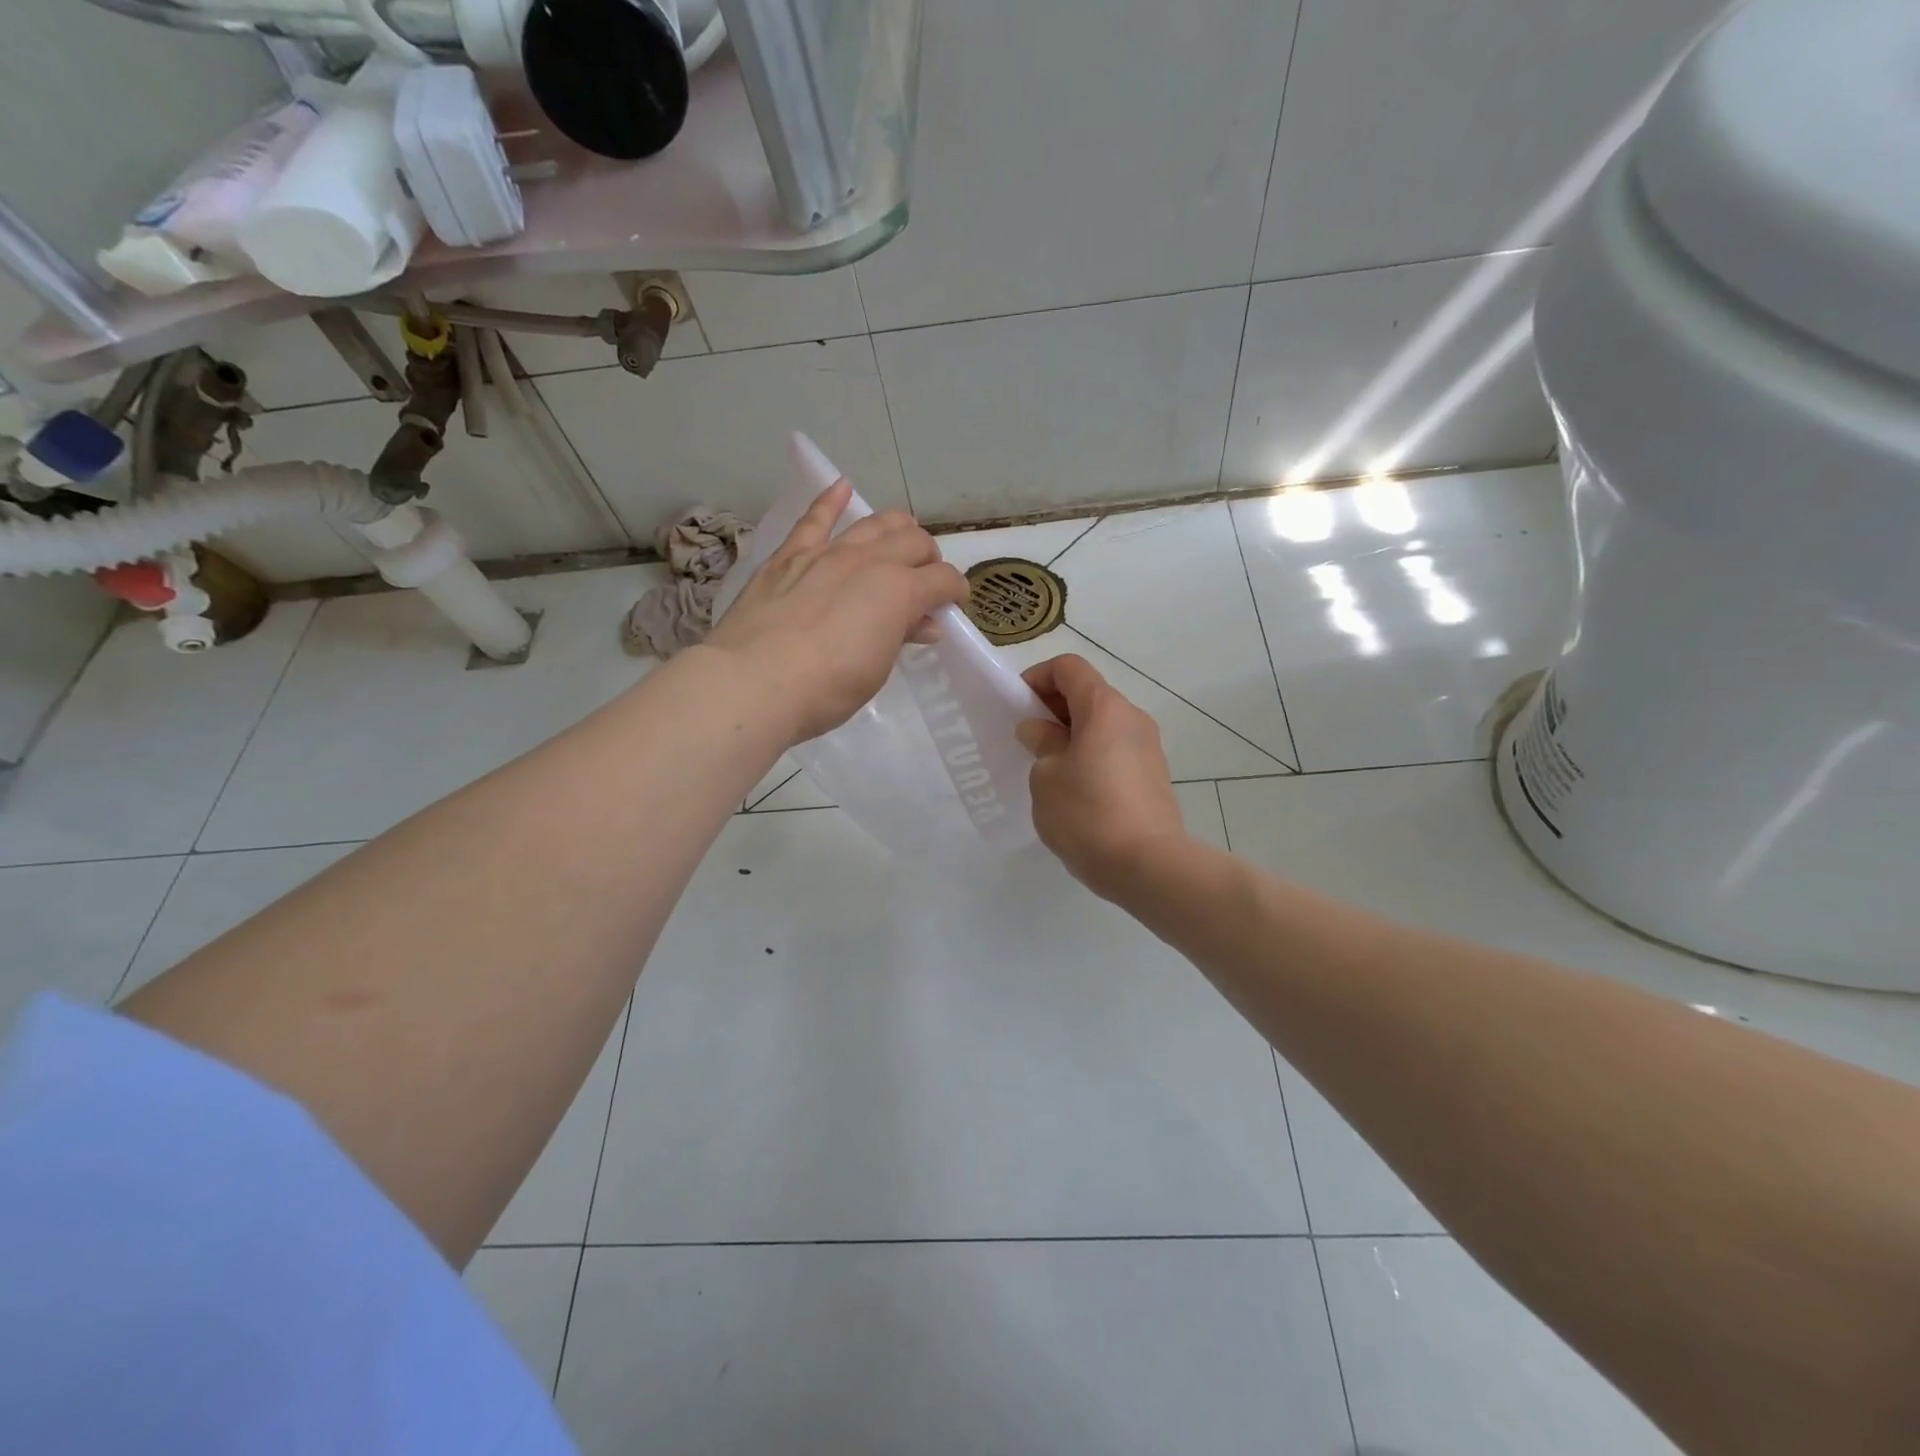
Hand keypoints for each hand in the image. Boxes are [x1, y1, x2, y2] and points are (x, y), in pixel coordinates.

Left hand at [704, 479, 968, 744]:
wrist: (754, 683)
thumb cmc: (827, 688)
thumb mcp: (876, 669)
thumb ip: (901, 636)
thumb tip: (925, 622)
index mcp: (900, 591)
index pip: (943, 580)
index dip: (956, 592)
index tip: (954, 606)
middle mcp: (870, 561)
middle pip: (914, 542)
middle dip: (930, 558)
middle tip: (927, 580)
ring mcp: (828, 553)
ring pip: (874, 523)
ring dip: (896, 527)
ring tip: (903, 538)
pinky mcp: (790, 556)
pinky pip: (815, 519)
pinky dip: (831, 500)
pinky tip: (842, 487)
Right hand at [1016, 654, 1189, 899]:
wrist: (1147, 866)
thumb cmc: (1087, 813)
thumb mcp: (1046, 776)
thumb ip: (1041, 744)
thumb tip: (1041, 730)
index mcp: (1104, 707)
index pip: (1069, 668)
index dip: (1038, 677)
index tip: (1017, 705)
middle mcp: (1132, 718)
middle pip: (1088, 694)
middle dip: (1053, 708)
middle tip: (1026, 738)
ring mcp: (1148, 748)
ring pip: (1102, 725)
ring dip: (1072, 734)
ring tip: (1047, 767)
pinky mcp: (1153, 776)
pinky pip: (1115, 750)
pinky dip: (1091, 755)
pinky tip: (1073, 789)